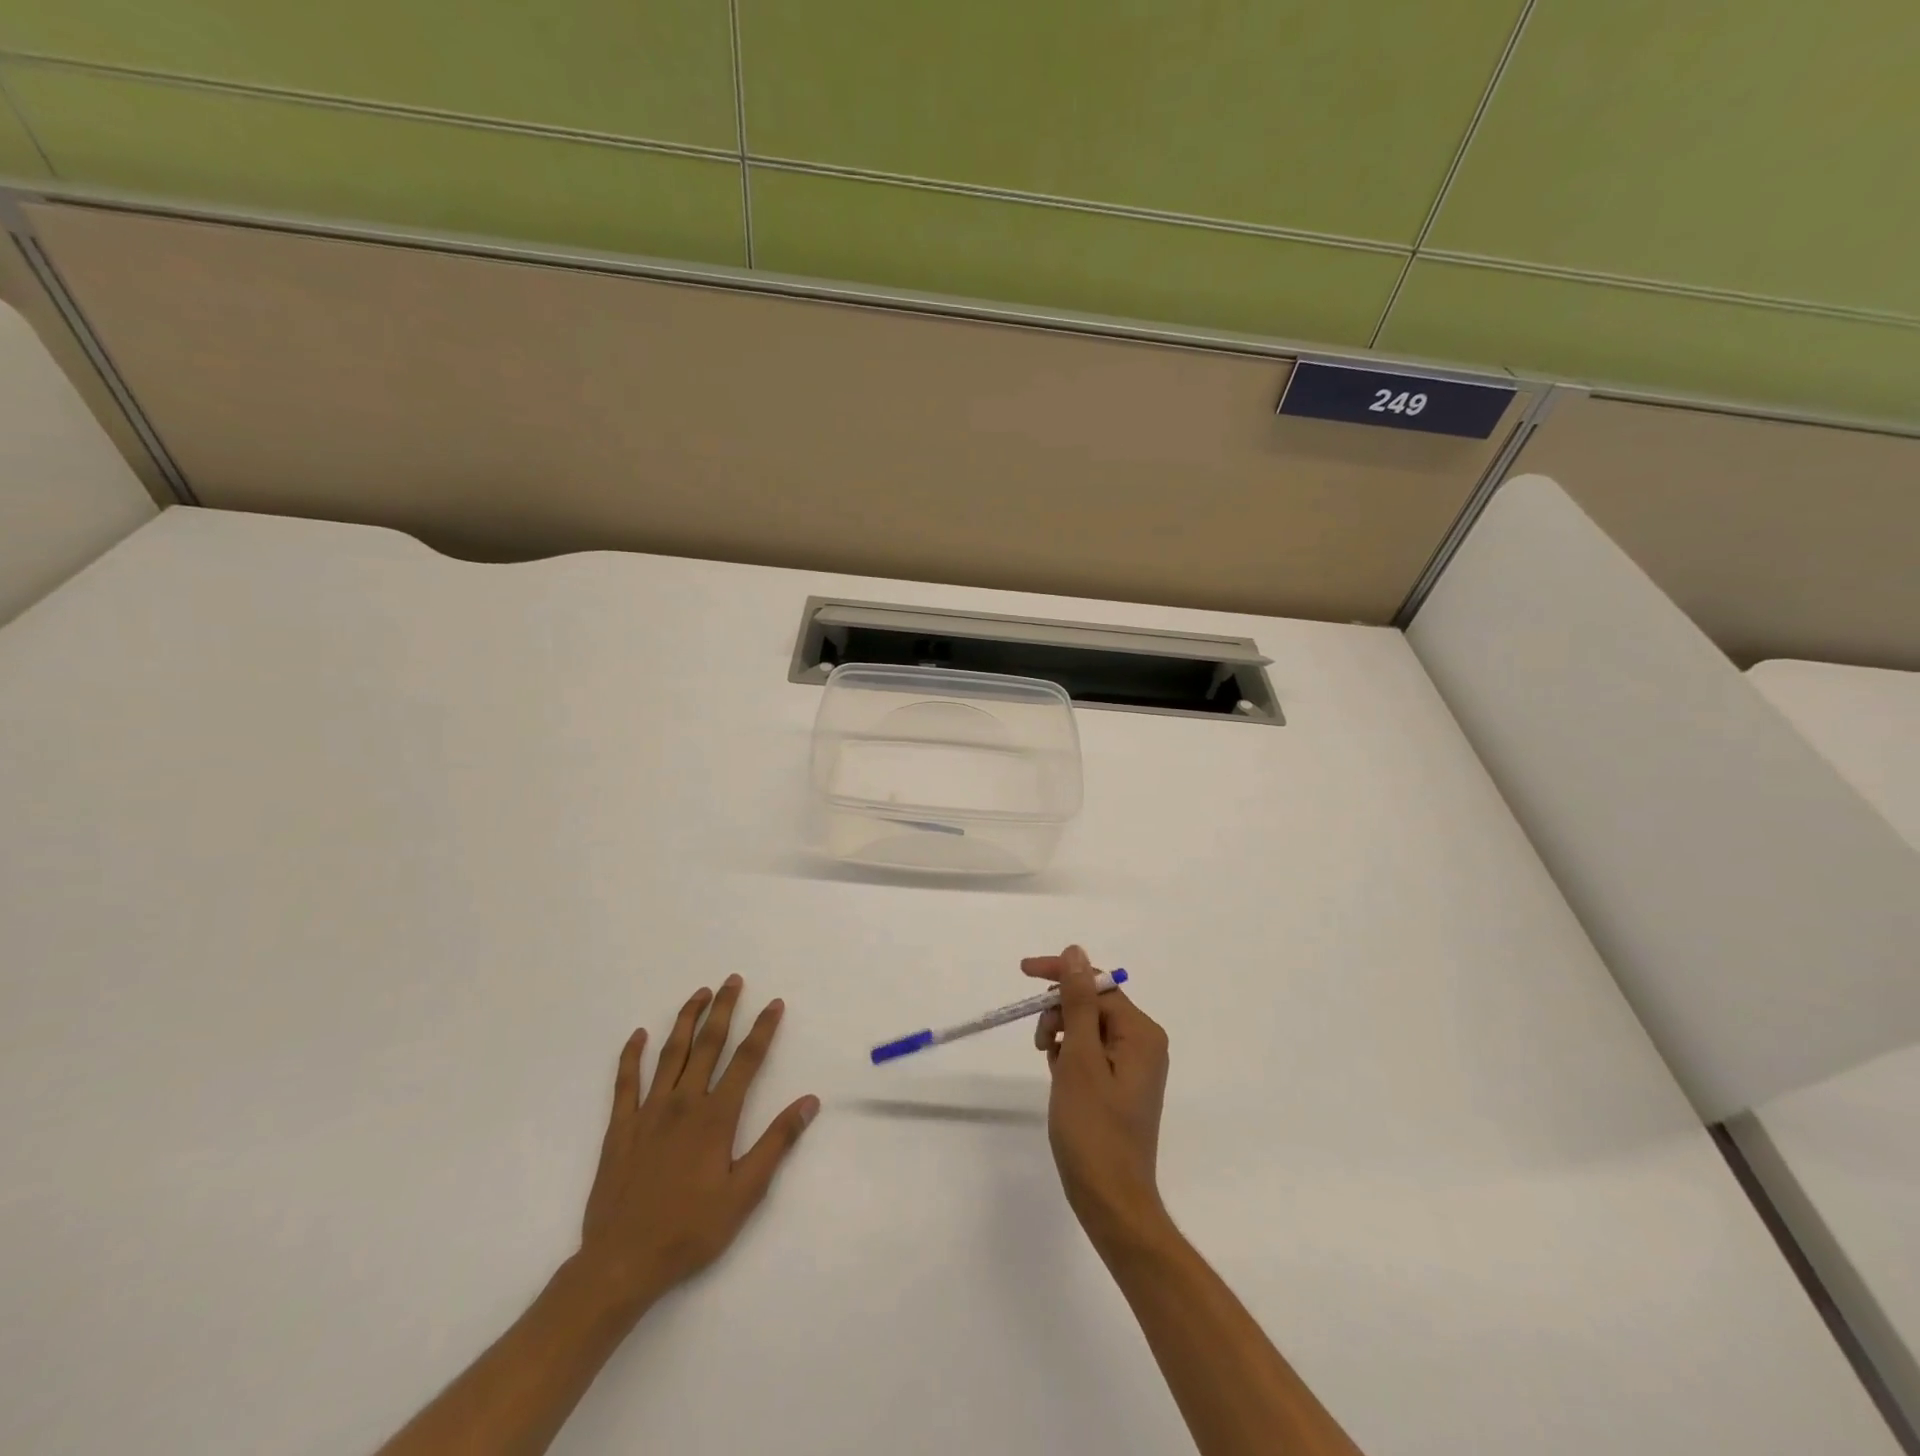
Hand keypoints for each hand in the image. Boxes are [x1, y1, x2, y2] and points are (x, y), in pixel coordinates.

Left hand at [576, 975, 818, 1313]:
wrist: (621, 1262)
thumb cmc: (690, 1230)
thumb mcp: (745, 1193)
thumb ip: (776, 1143)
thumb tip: (809, 1101)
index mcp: (715, 1117)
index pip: (746, 1060)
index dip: (762, 1029)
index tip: (774, 1003)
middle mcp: (683, 1102)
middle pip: (708, 1044)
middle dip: (723, 1009)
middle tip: (733, 980)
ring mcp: (648, 1112)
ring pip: (670, 1053)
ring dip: (686, 1020)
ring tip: (699, 994)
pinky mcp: (620, 1128)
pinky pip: (625, 1082)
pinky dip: (631, 1055)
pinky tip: (638, 1035)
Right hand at [1025, 946, 1170, 1253]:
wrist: (1111, 1202)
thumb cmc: (1093, 1129)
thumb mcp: (1079, 1059)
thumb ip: (1077, 1002)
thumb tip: (1076, 952)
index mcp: (1141, 1032)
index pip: (1096, 983)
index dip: (1059, 975)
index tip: (1023, 972)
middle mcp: (1143, 1042)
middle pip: (1092, 1003)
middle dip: (1060, 1013)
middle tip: (1040, 1043)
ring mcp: (1134, 1066)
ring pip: (1087, 1027)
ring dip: (1062, 1035)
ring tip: (1050, 1066)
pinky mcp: (1121, 1085)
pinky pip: (1091, 1052)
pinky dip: (1069, 1056)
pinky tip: (1058, 1076)